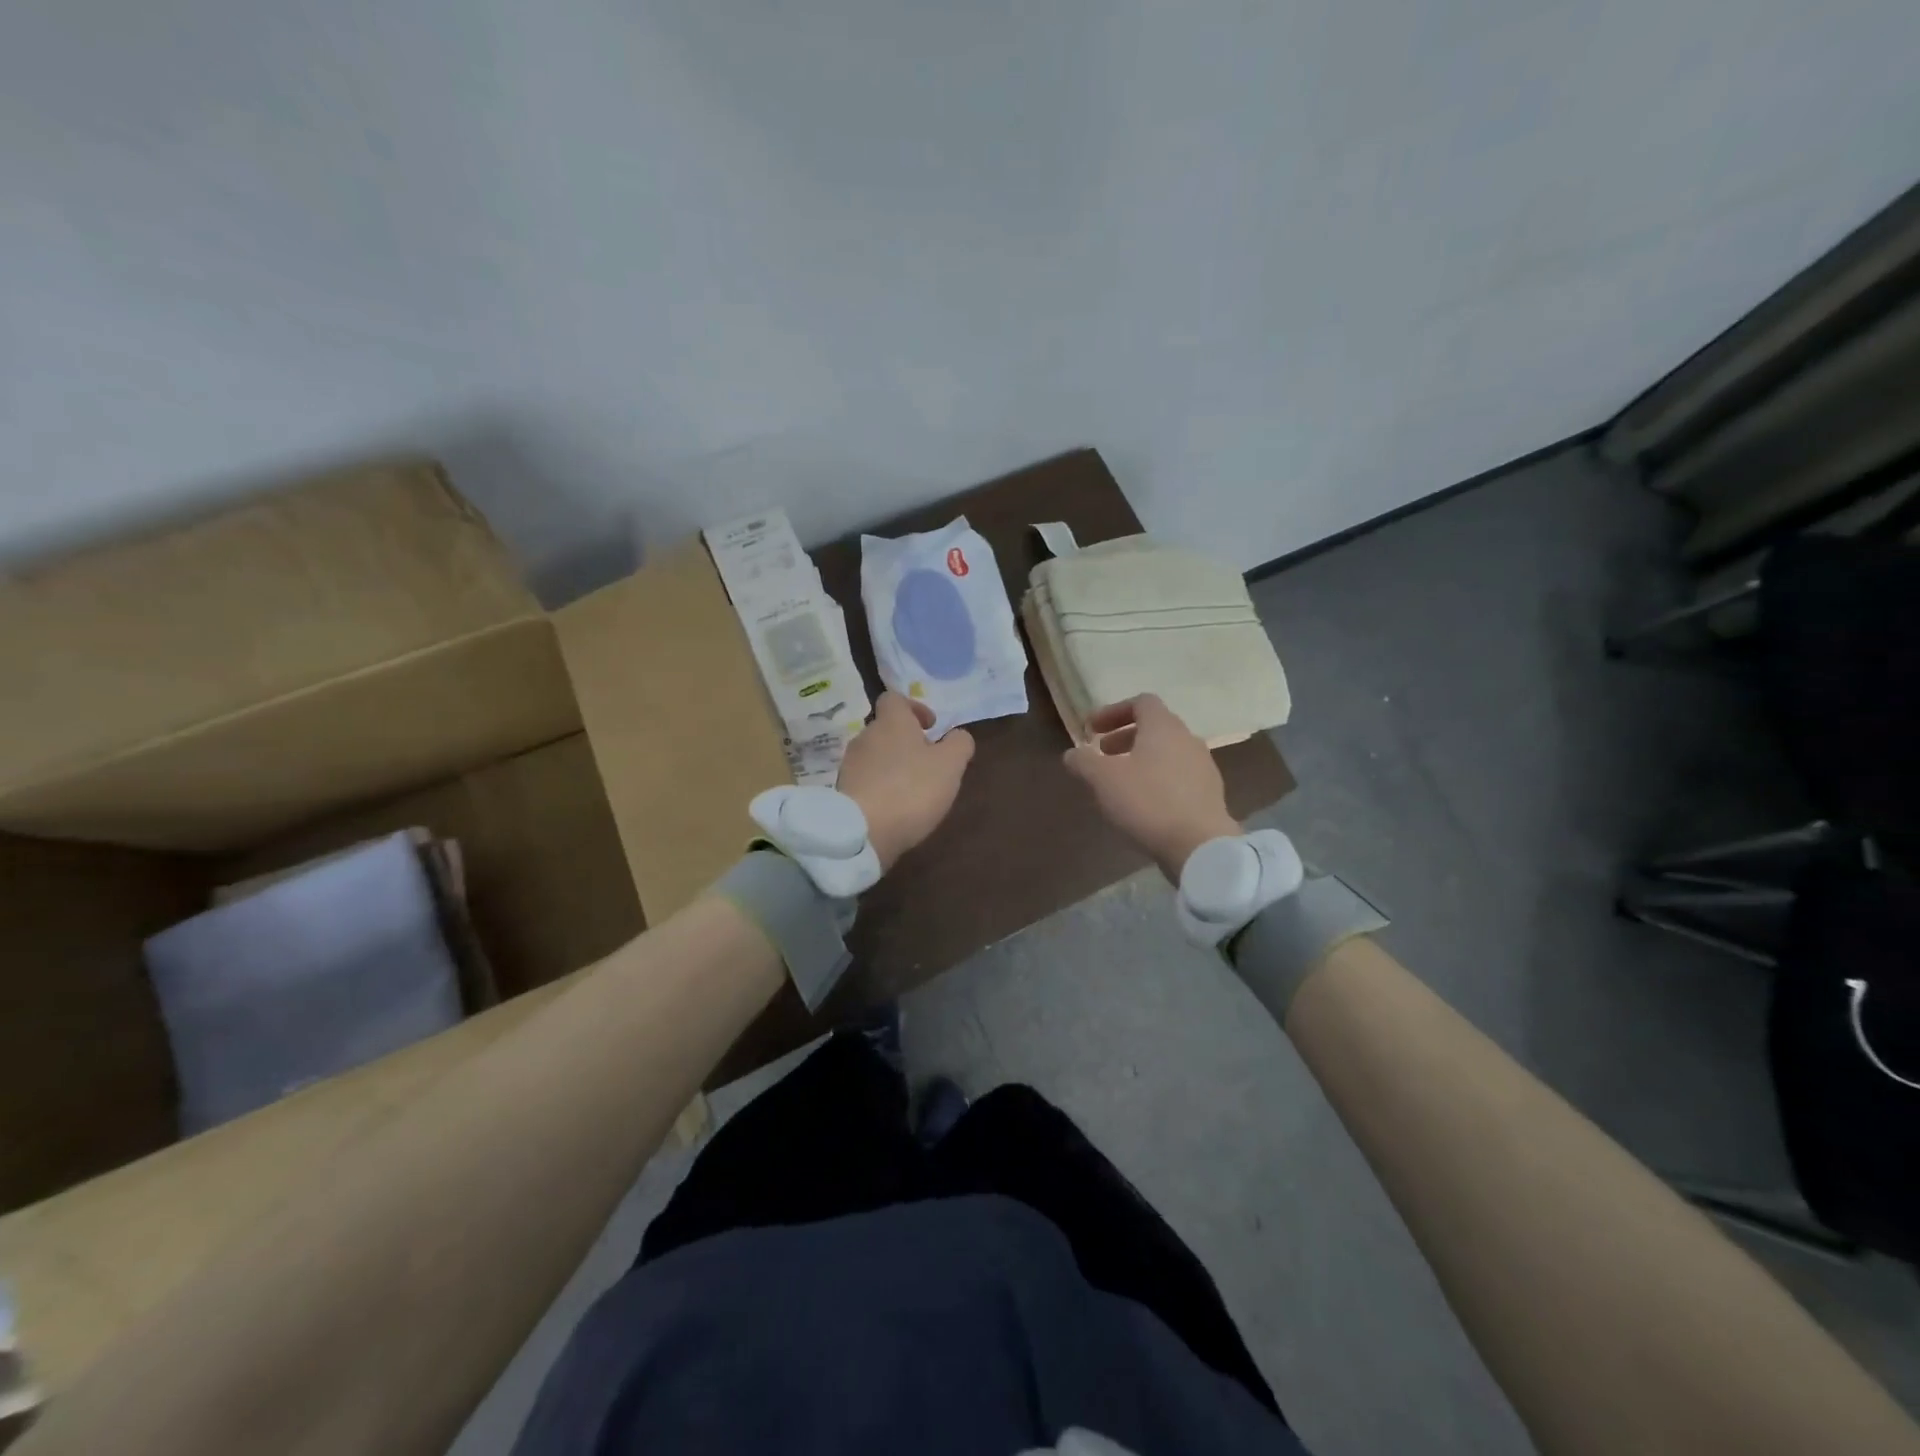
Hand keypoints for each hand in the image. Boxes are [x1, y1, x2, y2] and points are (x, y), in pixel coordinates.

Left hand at [837, 693, 975, 872]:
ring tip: (912, 788)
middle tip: (928, 762)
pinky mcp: (842, 791)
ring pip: (874, 755)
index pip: (894, 698)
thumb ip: (959, 744)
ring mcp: (850, 764)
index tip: (931, 726)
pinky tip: (894, 806)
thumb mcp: (950, 765)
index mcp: (891, 722)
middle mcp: (865, 736)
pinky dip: (880, 786)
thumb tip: (958, 735)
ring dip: (893, 764)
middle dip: (906, 741)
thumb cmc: (912, 790)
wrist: (862, 832)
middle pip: (885, 728)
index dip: (914, 708)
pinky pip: (865, 779)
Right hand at [1064, 694, 1239, 881]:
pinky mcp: (1209, 793)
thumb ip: (1084, 761)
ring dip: (1141, 759)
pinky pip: (1178, 775)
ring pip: (1167, 752)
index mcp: (1163, 727)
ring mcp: (1203, 766)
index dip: (1113, 711)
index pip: (1141, 702)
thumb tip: (1071, 754)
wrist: (1200, 845)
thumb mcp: (1103, 780)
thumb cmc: (1148, 802)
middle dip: (1124, 737)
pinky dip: (1157, 778)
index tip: (1092, 729)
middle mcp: (1187, 739)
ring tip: (1120, 781)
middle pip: (1155, 727)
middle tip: (1102, 754)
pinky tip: (1144, 802)